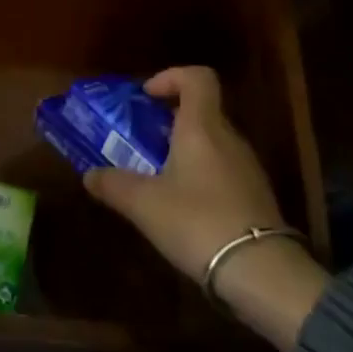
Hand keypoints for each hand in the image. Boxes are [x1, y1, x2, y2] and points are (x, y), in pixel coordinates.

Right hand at [84, 66, 328, 351]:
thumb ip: (112, 184)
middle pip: (201, 111)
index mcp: (202, 127)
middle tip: (139, 141)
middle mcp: (229, 139)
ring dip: (183, 151)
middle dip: (168, 120)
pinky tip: (182, 208)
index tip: (146, 97)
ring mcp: (247, 169)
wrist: (262, 274)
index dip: (171, 77)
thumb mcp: (143, 204)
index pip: (198, 77)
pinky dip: (200, 177)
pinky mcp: (256, 197)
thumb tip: (90, 175)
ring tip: (155, 177)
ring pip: (211, 143)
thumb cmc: (197, 222)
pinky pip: (222, 171)